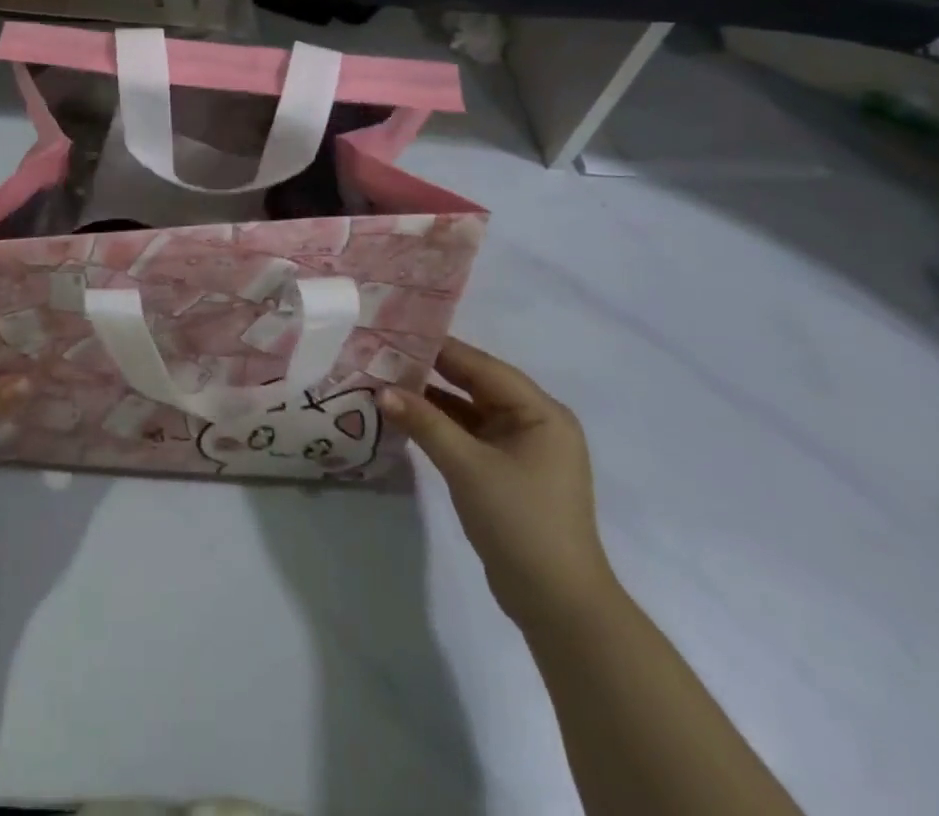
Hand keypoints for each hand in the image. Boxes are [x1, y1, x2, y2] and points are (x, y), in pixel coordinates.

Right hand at [382, 339, 616, 628]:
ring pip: (469, 409)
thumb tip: (381, 390)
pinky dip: (440, 426)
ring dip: (431, 400)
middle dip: (430, 372)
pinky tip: (406, 419)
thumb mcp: (467, 466)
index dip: (437, 348)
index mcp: (541, 412)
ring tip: (385, 382)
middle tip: (382, 355)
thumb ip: (424, 422)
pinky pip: (469, 434)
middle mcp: (535, 422)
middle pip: (475, 384)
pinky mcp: (507, 472)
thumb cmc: (520, 523)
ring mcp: (522, 449)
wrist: (558, 605)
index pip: (481, 365)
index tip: (393, 333)